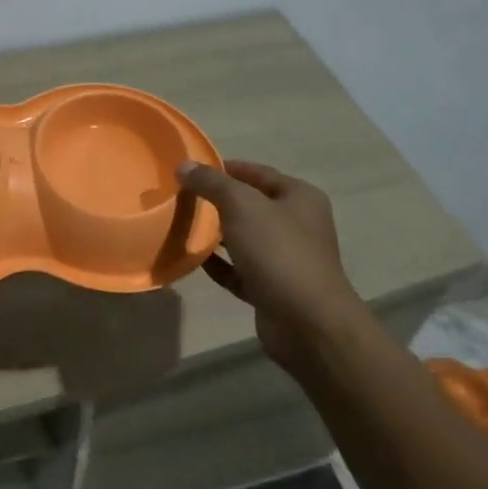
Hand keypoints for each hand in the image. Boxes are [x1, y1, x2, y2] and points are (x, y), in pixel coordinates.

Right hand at [176, 159, 364, 371]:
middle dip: (217, 200)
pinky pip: (238, 269)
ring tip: (182, 224)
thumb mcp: (242, 206)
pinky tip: (193, 258)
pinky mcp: (271, 288)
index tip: (191, 169)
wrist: (307, 323)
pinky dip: (218, 263)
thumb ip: (212, 183)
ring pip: (244, 238)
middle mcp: (297, 225)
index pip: (258, 172)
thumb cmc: (278, 252)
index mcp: (299, 198)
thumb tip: (184, 165)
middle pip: (251, 205)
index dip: (225, 168)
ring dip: (216, 233)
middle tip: (181, 197)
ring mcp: (285, 259)